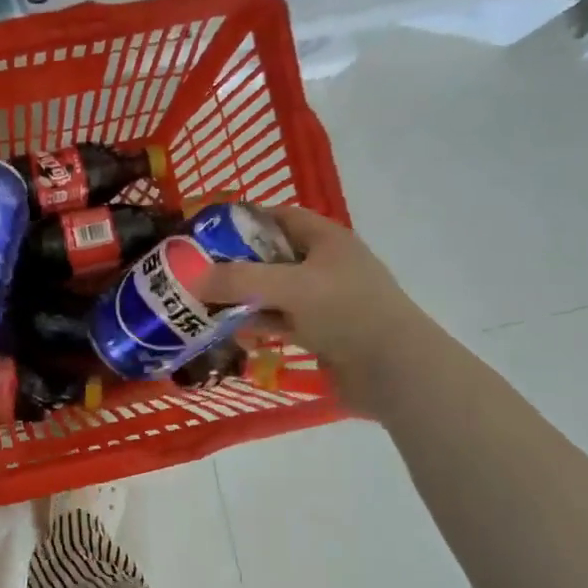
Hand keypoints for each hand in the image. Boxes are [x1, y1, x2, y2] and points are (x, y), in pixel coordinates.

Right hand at [199, 207, 425, 412]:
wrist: (395, 370)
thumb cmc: (347, 312)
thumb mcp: (290, 287)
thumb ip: (240, 280)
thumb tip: (193, 278)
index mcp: (326, 239)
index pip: (279, 217)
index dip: (243, 220)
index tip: (205, 233)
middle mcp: (324, 265)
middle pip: (271, 256)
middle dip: (234, 263)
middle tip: (194, 271)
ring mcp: (323, 301)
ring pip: (272, 292)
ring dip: (241, 297)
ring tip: (201, 303)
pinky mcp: (320, 333)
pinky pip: (279, 321)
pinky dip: (256, 323)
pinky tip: (228, 330)